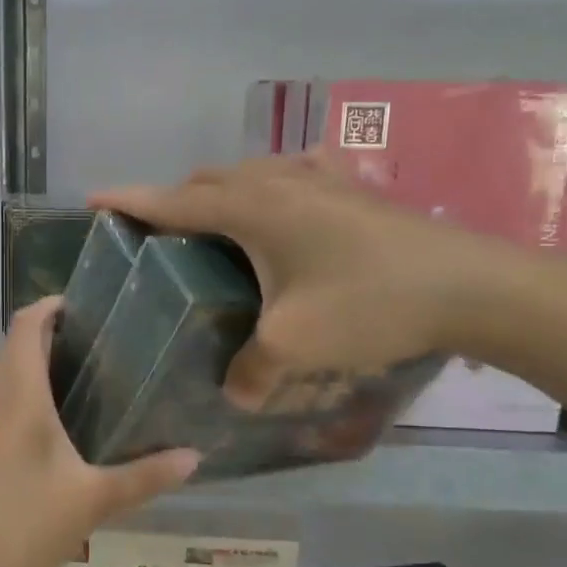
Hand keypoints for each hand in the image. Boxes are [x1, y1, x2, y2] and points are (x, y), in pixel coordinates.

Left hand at [0, 297, 198, 566]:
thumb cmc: (25, 523)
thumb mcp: (94, 500)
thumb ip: (146, 476)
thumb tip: (196, 457)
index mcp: (21, 395)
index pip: (26, 324)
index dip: (52, 304)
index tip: (90, 303)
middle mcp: (0, 398)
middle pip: (17, 342)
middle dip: (54, 329)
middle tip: (105, 335)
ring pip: (12, 371)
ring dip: (43, 358)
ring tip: (94, 367)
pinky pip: (10, 398)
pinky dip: (35, 388)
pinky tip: (69, 416)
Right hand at [95, 153, 526, 407]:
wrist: (471, 287)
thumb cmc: (369, 304)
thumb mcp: (295, 343)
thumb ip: (252, 370)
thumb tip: (235, 393)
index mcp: (252, 208)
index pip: (174, 200)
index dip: (131, 201)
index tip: (94, 199)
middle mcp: (278, 181)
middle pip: (209, 180)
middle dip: (175, 199)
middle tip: (161, 235)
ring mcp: (321, 178)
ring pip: (251, 172)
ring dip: (222, 192)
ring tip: (217, 226)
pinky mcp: (355, 189)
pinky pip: (294, 175)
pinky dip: (271, 187)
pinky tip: (288, 208)